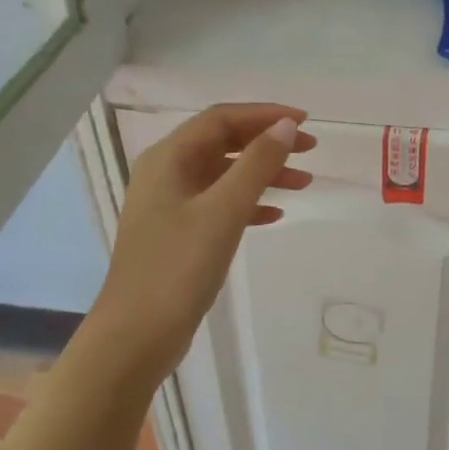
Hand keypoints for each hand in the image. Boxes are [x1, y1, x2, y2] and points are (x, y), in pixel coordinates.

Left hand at [95, 104, 314, 374]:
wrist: (137, 335)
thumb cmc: (179, 267)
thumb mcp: (224, 210)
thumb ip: (257, 164)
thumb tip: (286, 126)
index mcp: (169, 158)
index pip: (222, 119)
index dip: (265, 115)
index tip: (306, 122)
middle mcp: (166, 173)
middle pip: (224, 143)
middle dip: (268, 143)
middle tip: (311, 149)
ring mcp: (170, 205)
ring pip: (224, 175)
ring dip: (263, 174)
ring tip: (304, 183)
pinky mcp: (178, 233)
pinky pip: (219, 204)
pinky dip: (249, 203)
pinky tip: (275, 215)